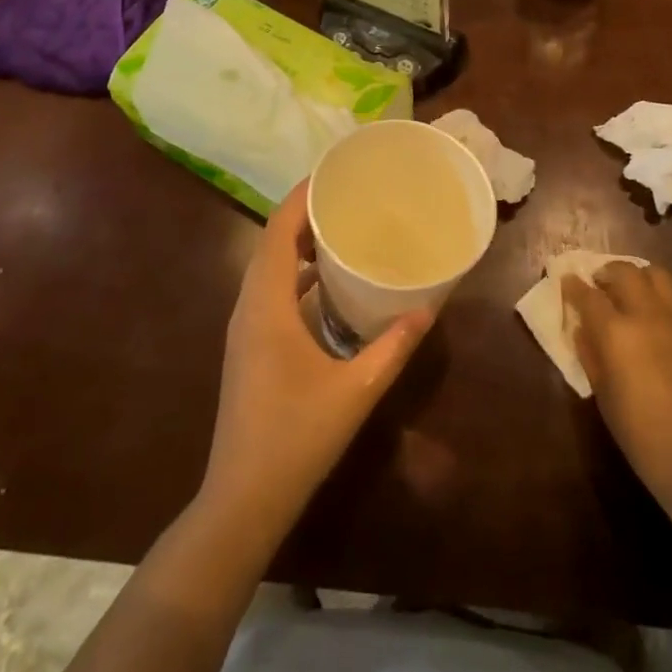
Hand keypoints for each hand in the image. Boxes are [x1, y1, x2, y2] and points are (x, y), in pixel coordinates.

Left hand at [200, 181, 433, 536]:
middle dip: (304, 214)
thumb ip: (393, 347)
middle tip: (346, 195)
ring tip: (341, 227)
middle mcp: (249, 307)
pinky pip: (270, 290)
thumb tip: (428, 309)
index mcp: (267, 306)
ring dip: (298, 244)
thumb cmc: (297, 438)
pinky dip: (295, 273)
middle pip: (271, 242)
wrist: (242, 499)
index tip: (332, 173)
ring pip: (267, 267)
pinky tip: (328, 282)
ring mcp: (245, 328)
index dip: (301, 197)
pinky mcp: (249, 346)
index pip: (277, 231)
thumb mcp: (356, 390)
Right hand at [564, 262, 671, 506]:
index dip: (574, 286)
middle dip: (607, 272)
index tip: (567, 281)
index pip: (588, 294)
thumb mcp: (603, 395)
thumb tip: (584, 329)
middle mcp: (649, 316)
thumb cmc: (640, 436)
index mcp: (617, 332)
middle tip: (600, 284)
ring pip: (658, 276)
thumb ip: (590, 354)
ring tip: (632, 293)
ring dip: (639, 278)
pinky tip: (662, 331)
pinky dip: (664, 308)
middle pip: (625, 272)